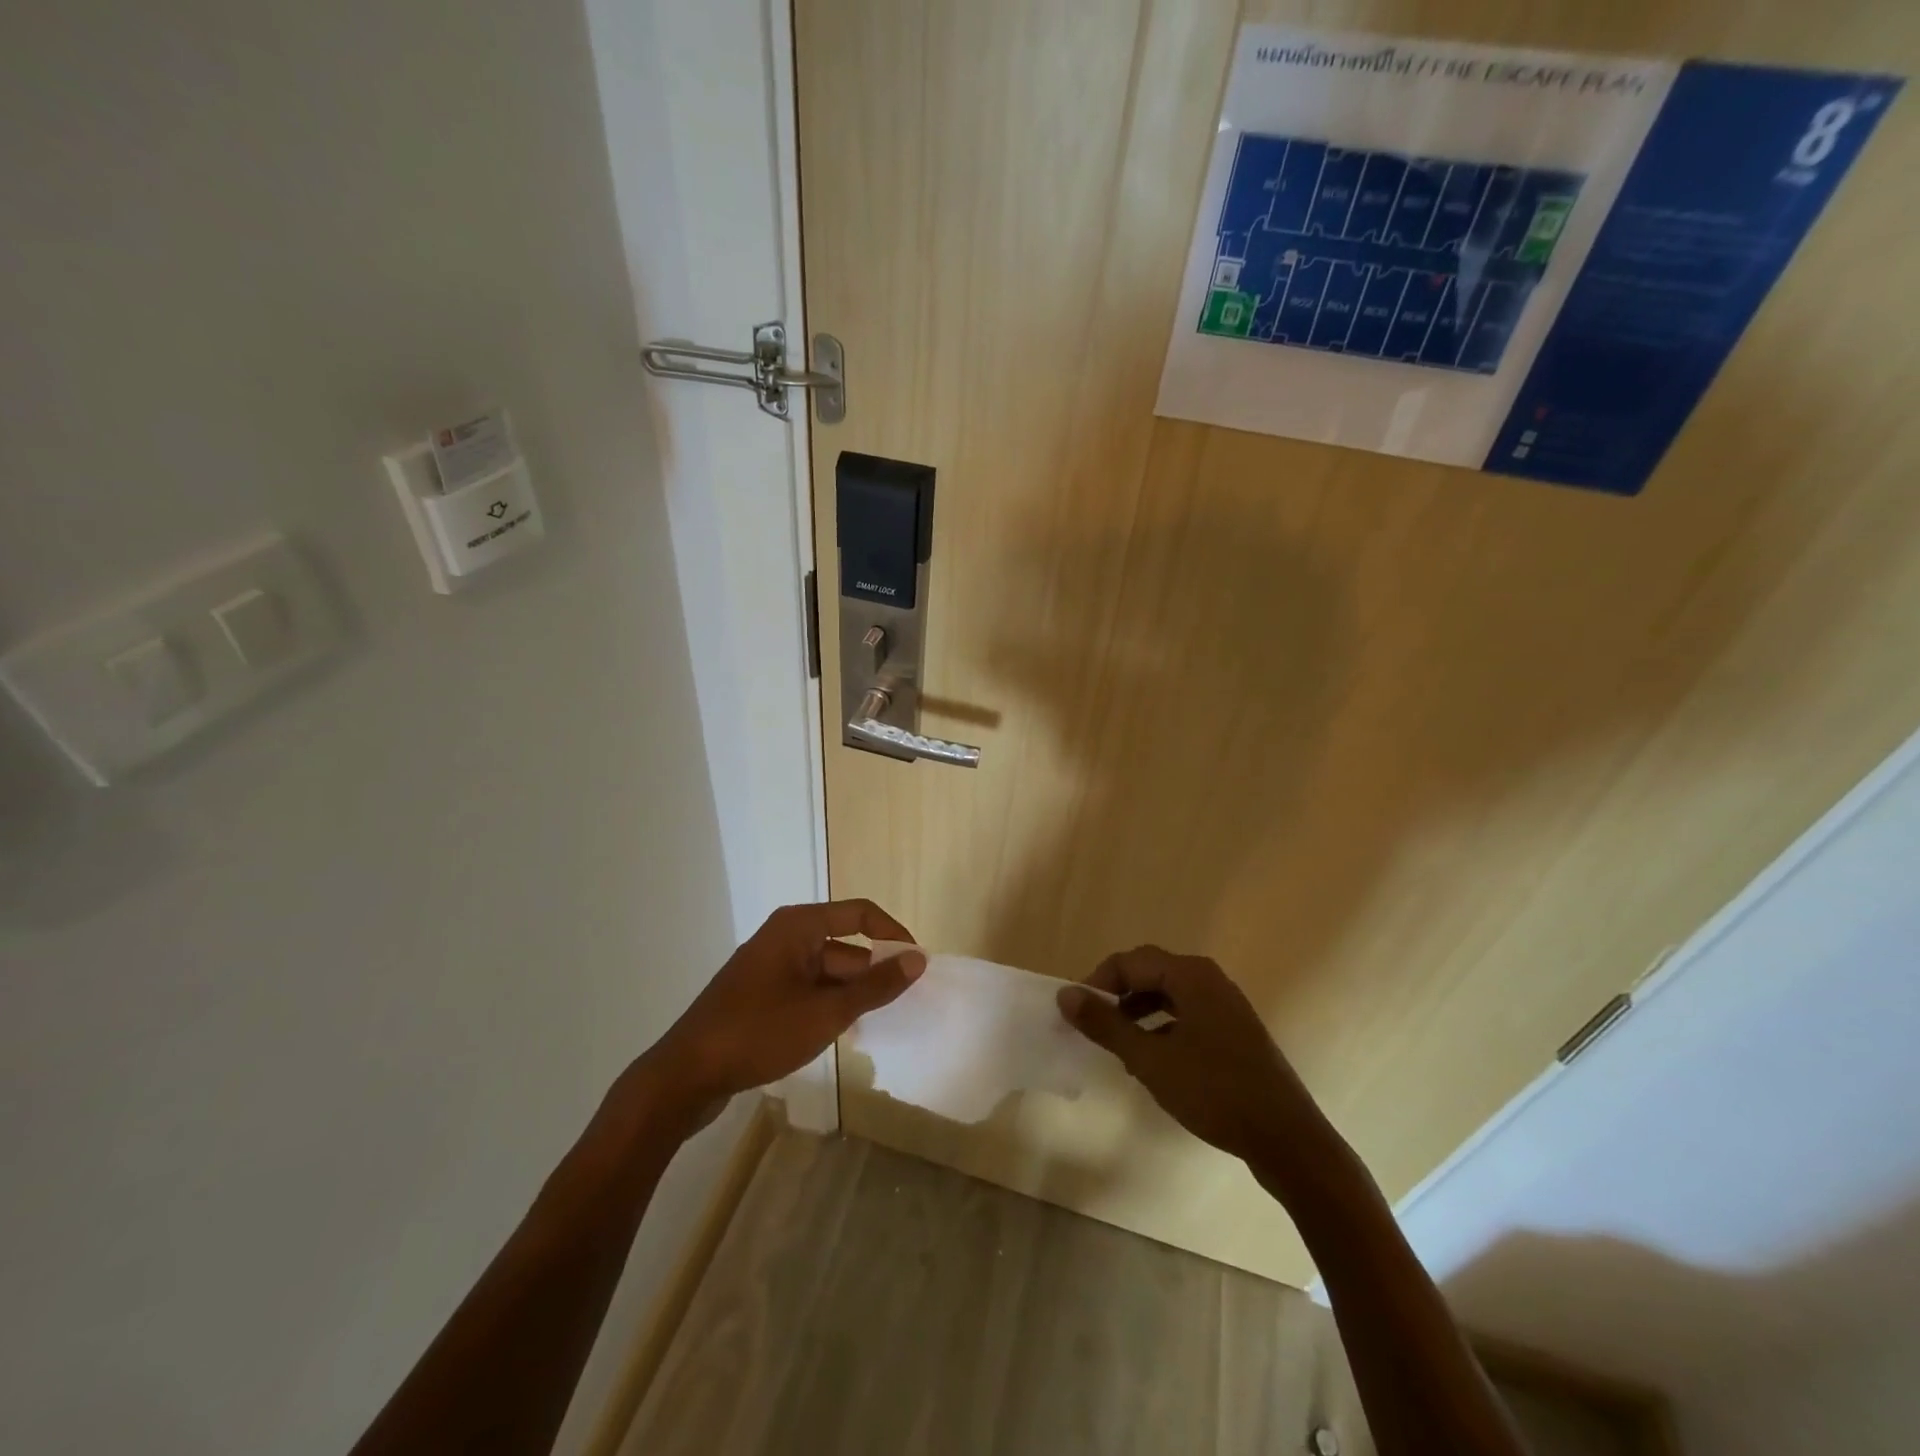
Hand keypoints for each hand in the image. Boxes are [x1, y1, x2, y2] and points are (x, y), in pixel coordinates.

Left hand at [647, 900, 923, 1106]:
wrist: (685, 1075)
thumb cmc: (758, 1032)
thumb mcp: (825, 1012)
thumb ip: (875, 986)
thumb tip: (918, 959)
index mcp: (799, 926)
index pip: (860, 914)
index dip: (893, 934)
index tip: (918, 964)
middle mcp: (785, 937)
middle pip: (844, 945)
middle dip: (873, 972)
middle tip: (904, 1005)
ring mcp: (770, 967)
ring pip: (827, 972)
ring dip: (851, 993)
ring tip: (877, 1023)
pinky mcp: (761, 994)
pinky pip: (808, 989)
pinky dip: (829, 1004)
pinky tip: (842, 1032)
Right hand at [1057, 946, 1328, 1170]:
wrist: (1287, 1140)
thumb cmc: (1214, 1091)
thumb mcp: (1150, 1059)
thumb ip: (1105, 1024)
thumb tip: (1065, 995)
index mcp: (1190, 975)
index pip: (1130, 961)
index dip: (1097, 982)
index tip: (1076, 1013)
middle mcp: (1209, 979)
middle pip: (1149, 973)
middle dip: (1117, 996)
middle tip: (1093, 1027)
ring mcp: (1225, 1005)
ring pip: (1168, 995)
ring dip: (1137, 1013)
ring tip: (1118, 1046)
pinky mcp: (1234, 1032)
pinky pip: (1186, 1015)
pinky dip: (1161, 1028)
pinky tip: (1151, 1061)